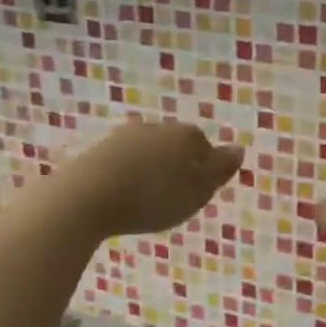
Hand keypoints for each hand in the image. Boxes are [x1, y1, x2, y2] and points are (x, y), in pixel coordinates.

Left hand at [59, 121, 244, 237]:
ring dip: (152, 170)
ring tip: (147, 199)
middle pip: (176, 146)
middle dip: (178, 167)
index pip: (205, 147)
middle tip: (174, 198)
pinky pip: (125, 161)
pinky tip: (124, 195)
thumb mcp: (196, 193)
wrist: (86, 197)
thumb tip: (239, 149)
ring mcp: (125, 135)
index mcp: (185, 136)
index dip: (205, 170)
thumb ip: (219, 171)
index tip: (198, 193)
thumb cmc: (151, 198)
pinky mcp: (99, 149)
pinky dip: (129, 175)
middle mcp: (157, 127)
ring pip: (150, 152)